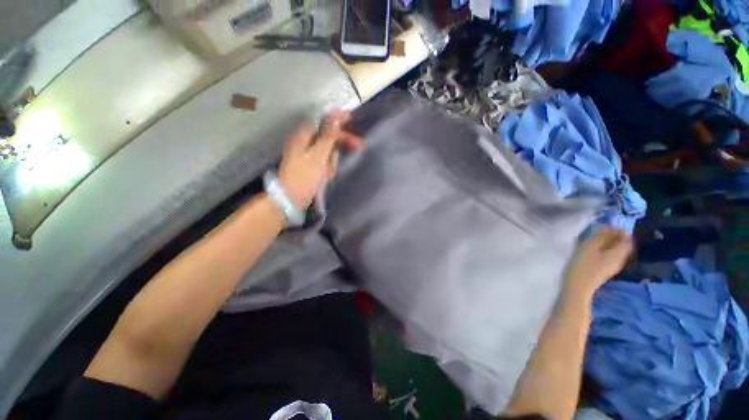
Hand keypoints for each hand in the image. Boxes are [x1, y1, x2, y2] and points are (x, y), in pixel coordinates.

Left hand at [278, 112, 362, 208]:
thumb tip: (335, 118)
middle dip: (339, 145)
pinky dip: (327, 169)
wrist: (290, 199)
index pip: (323, 122)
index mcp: (304, 136)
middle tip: (358, 146)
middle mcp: (304, 142)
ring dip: (332, 161)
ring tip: (327, 174)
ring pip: (327, 152)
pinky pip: (323, 163)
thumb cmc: (305, 176)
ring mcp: (306, 155)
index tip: (350, 117)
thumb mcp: (318, 155)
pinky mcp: (309, 166)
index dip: (337, 119)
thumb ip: (327, 136)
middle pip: (327, 137)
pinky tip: (325, 177)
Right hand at [564, 228, 632, 297]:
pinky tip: (592, 249)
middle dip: (614, 237)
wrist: (577, 286)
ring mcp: (612, 266)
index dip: (620, 231)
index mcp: (618, 254)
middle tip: (600, 230)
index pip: (626, 239)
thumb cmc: (583, 265)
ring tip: (594, 239)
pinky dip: (603, 250)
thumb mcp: (590, 247)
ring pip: (614, 251)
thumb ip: (600, 236)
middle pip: (622, 246)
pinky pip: (608, 256)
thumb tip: (609, 227)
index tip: (609, 224)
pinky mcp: (604, 270)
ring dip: (607, 243)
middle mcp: (619, 260)